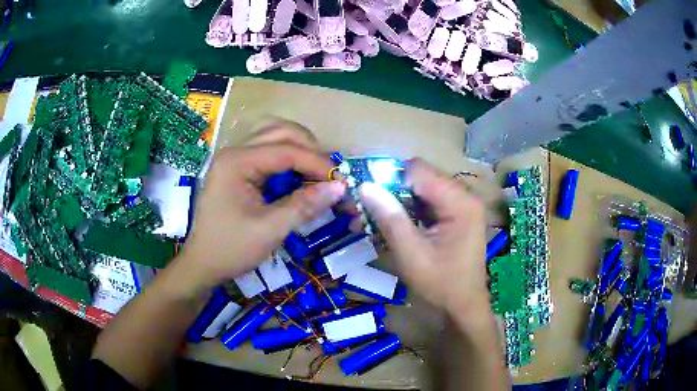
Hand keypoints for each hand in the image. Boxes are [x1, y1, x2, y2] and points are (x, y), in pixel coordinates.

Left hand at [178, 122, 345, 288]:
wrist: (203, 264)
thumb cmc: (231, 249)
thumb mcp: (270, 230)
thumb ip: (304, 205)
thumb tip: (340, 188)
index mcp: (237, 162)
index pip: (287, 150)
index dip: (318, 164)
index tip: (341, 182)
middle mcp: (234, 151)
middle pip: (280, 132)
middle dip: (310, 149)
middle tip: (329, 175)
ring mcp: (234, 157)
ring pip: (274, 135)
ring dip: (299, 147)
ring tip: (316, 170)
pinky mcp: (237, 167)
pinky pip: (267, 150)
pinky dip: (287, 156)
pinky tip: (298, 173)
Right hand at [359, 159, 489, 318]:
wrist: (462, 305)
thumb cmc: (440, 284)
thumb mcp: (411, 254)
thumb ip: (389, 218)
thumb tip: (365, 186)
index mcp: (460, 202)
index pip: (418, 170)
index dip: (390, 179)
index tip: (368, 196)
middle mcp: (464, 196)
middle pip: (419, 178)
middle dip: (390, 192)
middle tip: (364, 210)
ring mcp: (461, 205)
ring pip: (420, 190)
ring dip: (396, 203)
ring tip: (371, 219)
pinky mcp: (456, 215)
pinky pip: (426, 203)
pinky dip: (407, 212)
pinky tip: (390, 226)